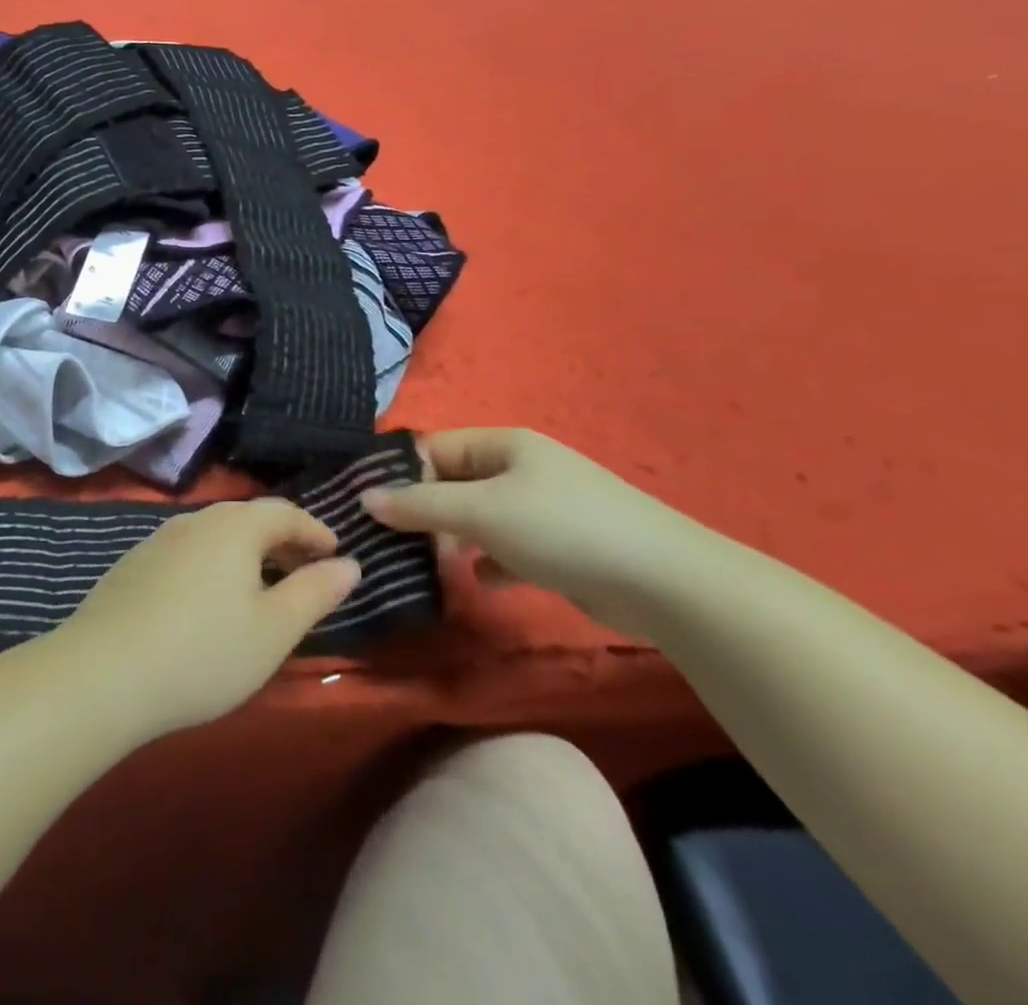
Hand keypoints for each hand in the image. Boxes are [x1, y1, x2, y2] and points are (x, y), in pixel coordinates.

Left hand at [52, 500, 360, 742]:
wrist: (103, 672)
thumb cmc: (204, 652)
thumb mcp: (274, 630)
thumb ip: (315, 592)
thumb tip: (349, 564)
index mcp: (234, 527)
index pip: (284, 512)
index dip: (314, 530)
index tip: (335, 553)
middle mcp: (195, 520)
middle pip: (248, 518)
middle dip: (282, 540)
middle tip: (305, 569)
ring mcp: (158, 540)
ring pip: (215, 535)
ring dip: (246, 553)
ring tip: (262, 587)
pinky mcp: (134, 565)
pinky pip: (188, 552)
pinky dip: (213, 565)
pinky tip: (211, 600)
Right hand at [363, 428, 715, 637]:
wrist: (664, 582)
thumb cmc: (561, 528)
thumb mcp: (481, 511)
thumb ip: (421, 504)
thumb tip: (365, 497)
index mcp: (503, 444)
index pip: (434, 448)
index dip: (398, 472)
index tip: (364, 504)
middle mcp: (520, 468)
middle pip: (454, 482)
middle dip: (423, 510)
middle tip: (389, 542)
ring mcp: (542, 508)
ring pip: (478, 517)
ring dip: (453, 538)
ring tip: (426, 565)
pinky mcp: (559, 546)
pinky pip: (507, 547)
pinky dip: (489, 562)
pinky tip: (480, 582)